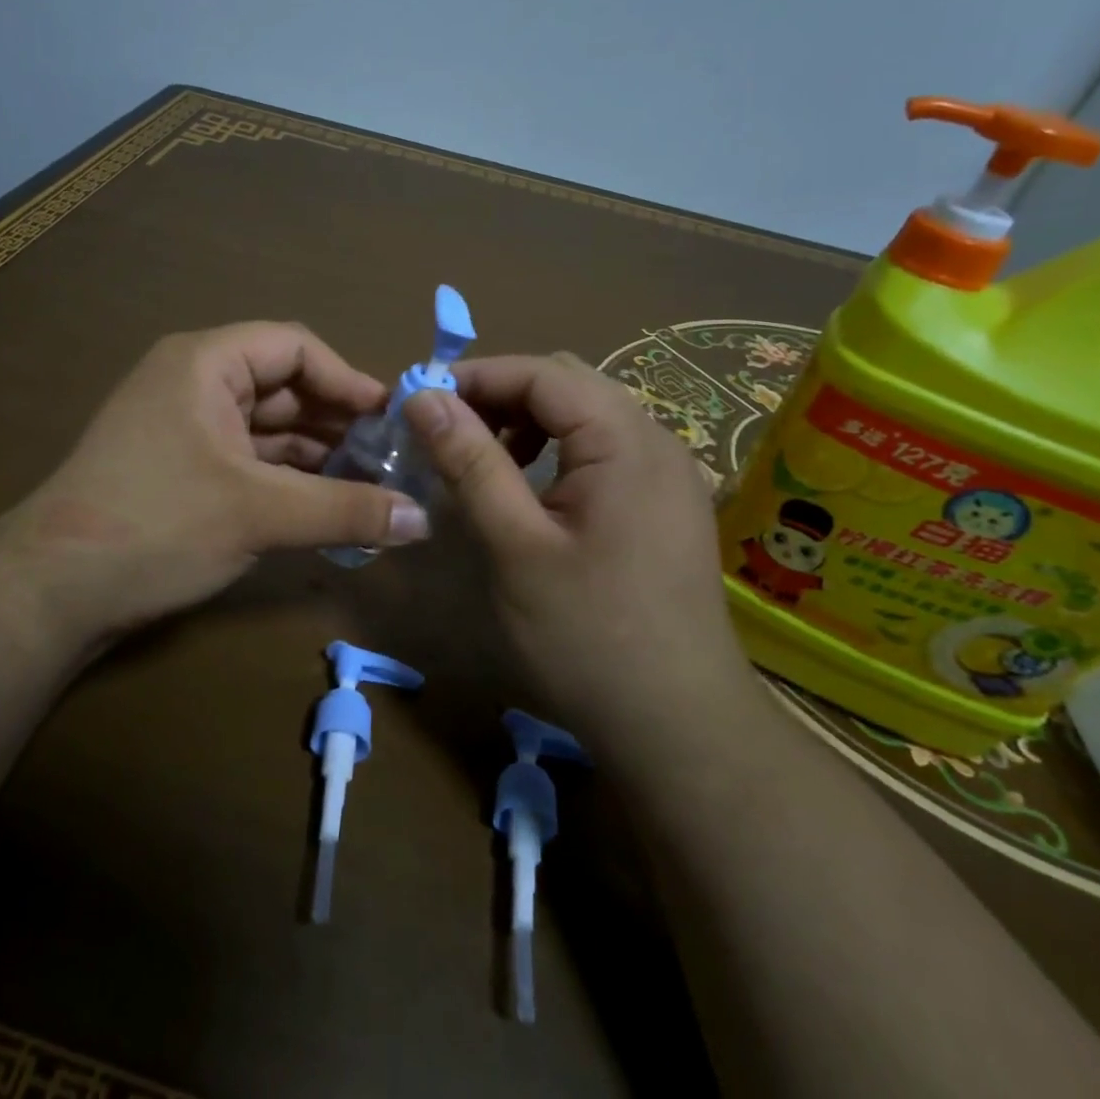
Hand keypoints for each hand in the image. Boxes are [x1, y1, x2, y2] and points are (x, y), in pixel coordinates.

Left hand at [0, 322, 428, 650]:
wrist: (50, 592)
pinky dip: (285, 477)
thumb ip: (346, 510)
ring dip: (315, 453)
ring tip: (368, 485)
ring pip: (266, 428)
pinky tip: (324, 503)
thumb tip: (424, 519)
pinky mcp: (179, 469)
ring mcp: (183, 427)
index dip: (347, 379)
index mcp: (205, 364)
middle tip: (390, 458)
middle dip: (336, 420)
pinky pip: (247, 458)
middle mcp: (193, 383)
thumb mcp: (260, 513)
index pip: (295, 348)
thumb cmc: (157, 525)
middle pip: (283, 387)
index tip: (391, 418)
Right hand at [403, 353, 761, 745]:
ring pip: (587, 414)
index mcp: (626, 440)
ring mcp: (669, 472)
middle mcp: (657, 440)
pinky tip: (532, 486)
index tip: (420, 401)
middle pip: (568, 385)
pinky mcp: (666, 502)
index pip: (542, 373)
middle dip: (500, 395)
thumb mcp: (515, 545)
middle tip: (446, 430)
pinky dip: (558, 449)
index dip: (476, 377)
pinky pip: (606, 448)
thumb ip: (470, 462)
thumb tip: (423, 397)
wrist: (679, 726)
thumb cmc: (589, 635)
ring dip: (528, 420)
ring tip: (483, 456)